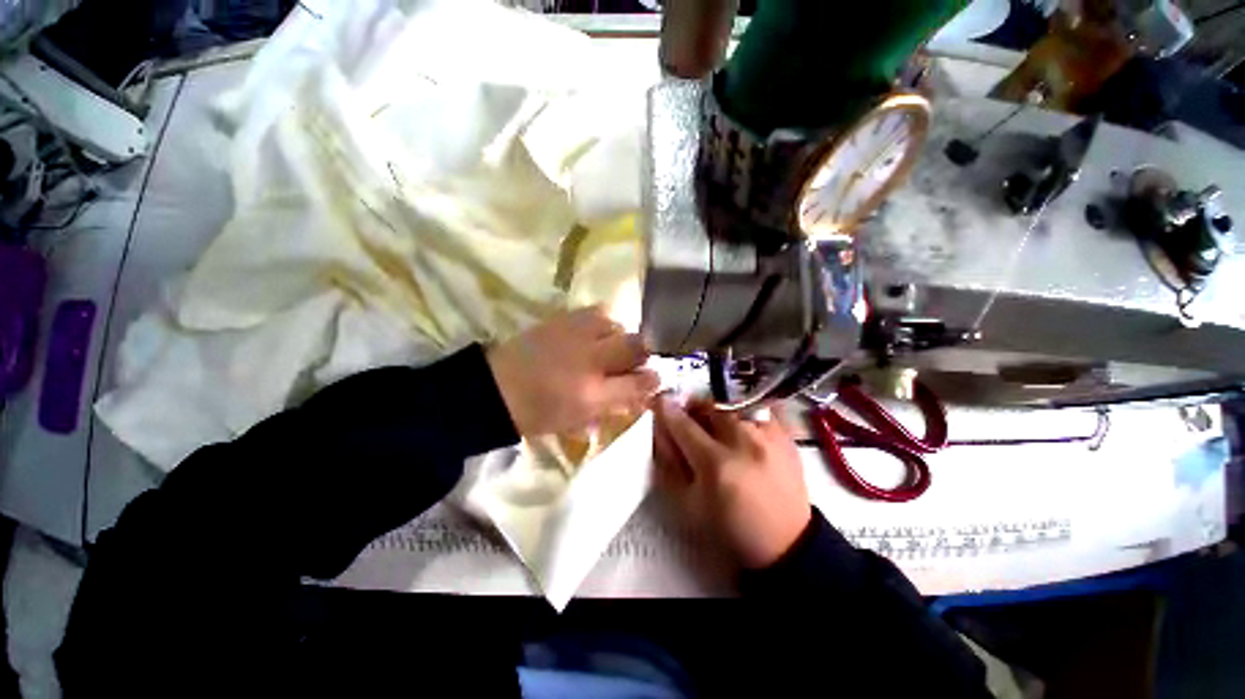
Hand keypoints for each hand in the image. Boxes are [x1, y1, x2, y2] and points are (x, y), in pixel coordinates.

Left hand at [487, 306, 658, 436]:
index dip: (652, 380)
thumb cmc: (538, 412)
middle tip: (635, 360)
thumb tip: (640, 393)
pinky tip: (594, 332)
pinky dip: (603, 322)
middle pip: (636, 345)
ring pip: (617, 325)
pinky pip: (596, 312)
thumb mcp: (579, 419)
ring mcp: (576, 335)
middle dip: (643, 352)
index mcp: (593, 392)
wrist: (496, 388)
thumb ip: (613, 405)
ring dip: (620, 337)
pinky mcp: (563, 319)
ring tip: (609, 346)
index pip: (639, 382)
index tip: (654, 379)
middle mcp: (590, 360)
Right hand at [654, 397, 810, 569]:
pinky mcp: (786, 436)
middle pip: (708, 406)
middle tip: (690, 420)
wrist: (786, 542)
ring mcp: (768, 435)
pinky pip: (756, 410)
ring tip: (717, 427)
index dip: (666, 409)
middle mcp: (742, 441)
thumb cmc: (731, 526)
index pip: (683, 424)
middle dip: (694, 409)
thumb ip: (670, 464)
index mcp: (715, 464)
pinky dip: (743, 415)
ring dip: (717, 412)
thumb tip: (661, 431)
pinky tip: (742, 431)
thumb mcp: (689, 504)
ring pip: (731, 404)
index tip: (659, 401)